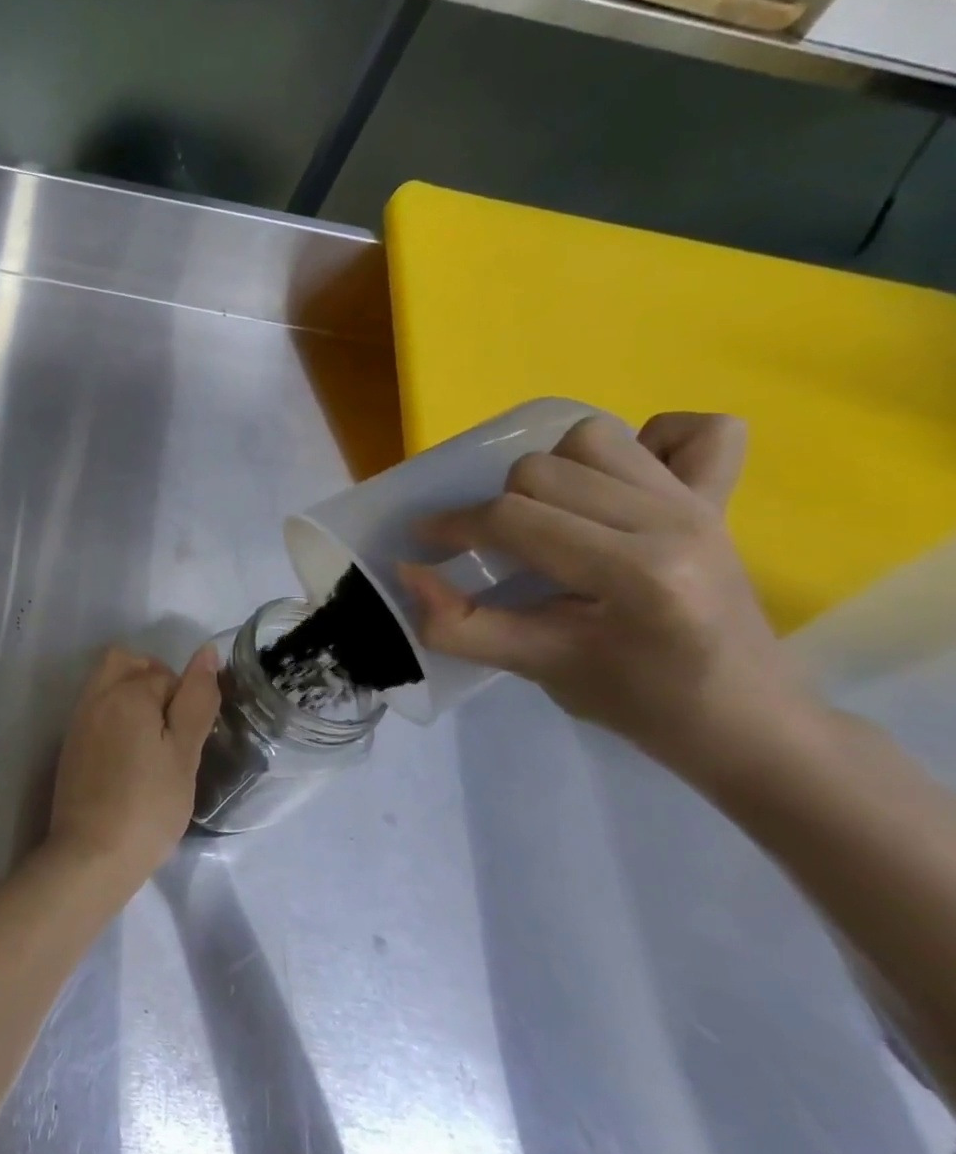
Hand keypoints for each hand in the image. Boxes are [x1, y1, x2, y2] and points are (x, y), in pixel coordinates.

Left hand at [45, 646, 219, 887]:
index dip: (186, 700)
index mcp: (126, 692)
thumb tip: (206, 652)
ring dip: (133, 696)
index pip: (165, 674)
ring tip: (153, 741)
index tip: (191, 738)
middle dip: (154, 680)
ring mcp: (79, 719)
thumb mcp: (184, 754)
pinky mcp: (71, 743)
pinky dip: (116, 715)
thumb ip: (196, 700)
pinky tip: (130, 755)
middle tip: (172, 727)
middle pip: (127, 662)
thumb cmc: (148, 806)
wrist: (91, 854)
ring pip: (109, 682)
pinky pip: (96, 707)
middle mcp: (96, 695)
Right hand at [399, 413, 818, 787]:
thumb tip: (407, 572)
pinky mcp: (720, 499)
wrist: (746, 721)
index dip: (454, 528)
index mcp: (640, 573)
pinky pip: (698, 432)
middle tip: (495, 550)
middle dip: (498, 507)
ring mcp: (702, 504)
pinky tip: (624, 484)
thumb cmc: (638, 701)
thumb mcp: (534, 668)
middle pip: (542, 470)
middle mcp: (674, 522)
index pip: (515, 519)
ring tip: (549, 516)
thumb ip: (459, 624)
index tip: (426, 545)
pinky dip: (654, 442)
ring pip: (593, 439)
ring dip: (553, 471)